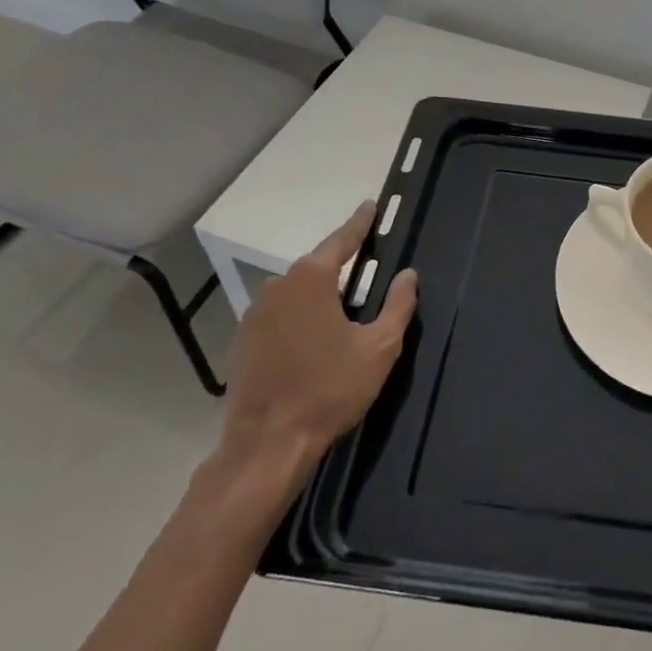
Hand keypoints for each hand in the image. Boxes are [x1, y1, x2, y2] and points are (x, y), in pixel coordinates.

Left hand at [211, 202, 416, 488]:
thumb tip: (408, 275)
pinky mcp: (243, 341)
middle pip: (317, 267)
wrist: (267, 444)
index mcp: (312, 279)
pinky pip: (279, 315)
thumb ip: (398, 305)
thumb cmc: (329, 389)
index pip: (342, 240)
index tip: (370, 206)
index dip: (360, 223)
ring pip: (296, 292)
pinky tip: (312, 341)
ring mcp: (255, 314)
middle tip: (364, 270)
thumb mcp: (379, 348)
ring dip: (318, 295)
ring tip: (341, 312)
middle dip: (340, 266)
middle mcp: (278, 286)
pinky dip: (298, 318)